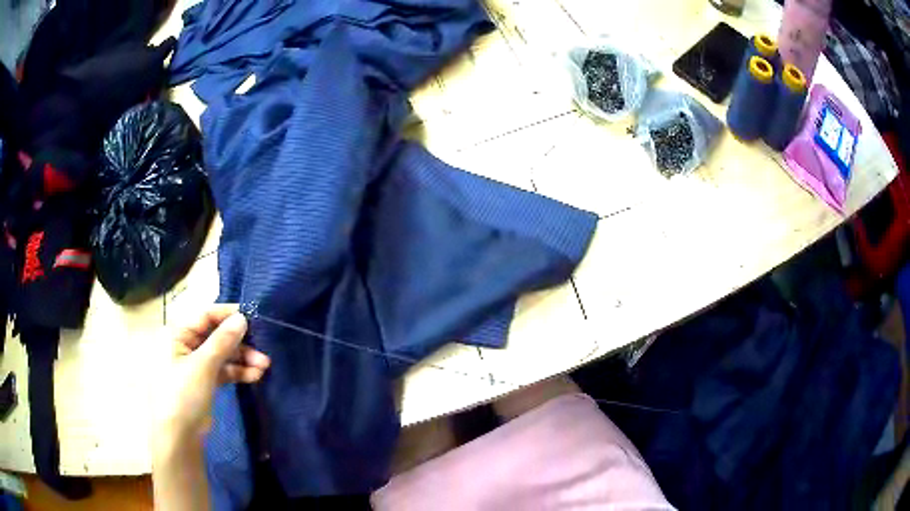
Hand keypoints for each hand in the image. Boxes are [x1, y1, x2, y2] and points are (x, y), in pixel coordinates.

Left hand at [153, 304, 270, 447]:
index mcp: (176, 334)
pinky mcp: (203, 381)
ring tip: (264, 367)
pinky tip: (255, 376)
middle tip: (263, 350)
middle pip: (216, 336)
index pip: (205, 316)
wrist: (179, 437)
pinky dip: (237, 372)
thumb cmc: (183, 395)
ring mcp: (194, 364)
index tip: (253, 317)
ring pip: (222, 354)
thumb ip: (223, 340)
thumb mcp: (203, 366)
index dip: (228, 315)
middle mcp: (184, 344)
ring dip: (242, 359)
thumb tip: (242, 317)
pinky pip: (222, 370)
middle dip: (240, 343)